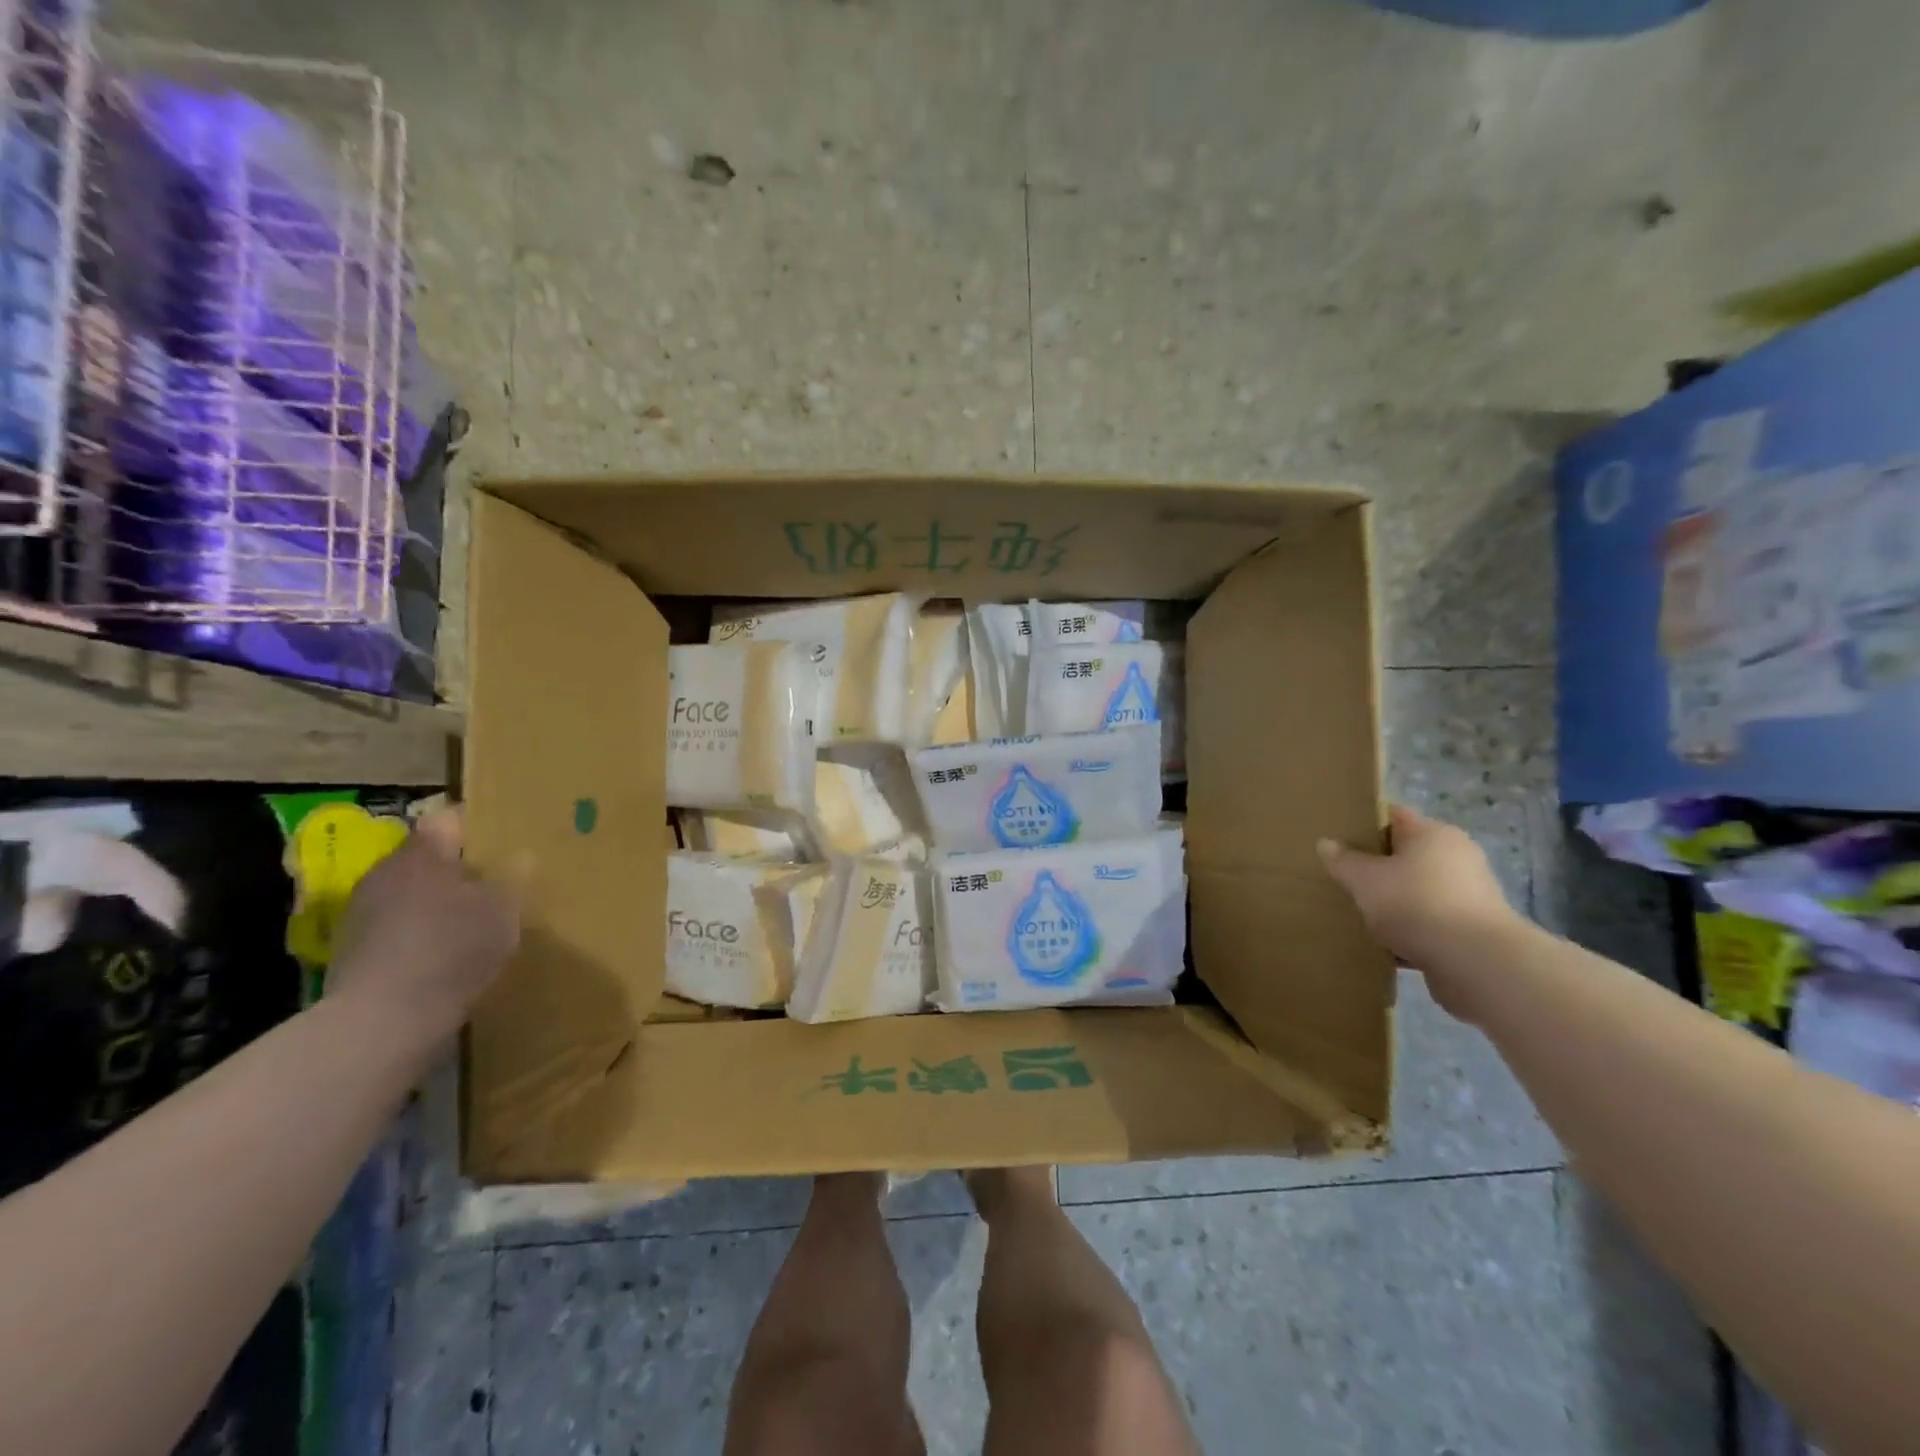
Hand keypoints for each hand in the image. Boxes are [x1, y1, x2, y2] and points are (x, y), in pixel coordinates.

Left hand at [327, 809, 519, 1045]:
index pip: (448, 820)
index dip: (477, 826)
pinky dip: (421, 934)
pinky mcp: (353, 952)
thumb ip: (513, 878)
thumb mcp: (504, 910)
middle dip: (459, 868)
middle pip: (426, 858)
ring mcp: (362, 914)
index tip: (504, 839)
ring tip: (473, 922)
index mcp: (422, 853)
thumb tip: (522, 856)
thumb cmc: (452, 950)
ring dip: (438, 903)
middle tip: (497, 883)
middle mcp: (385, 873)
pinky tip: (445, 956)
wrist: (382, 1021)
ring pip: (411, 893)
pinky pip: (398, 928)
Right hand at [1317, 805, 1523, 1003]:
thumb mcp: (1364, 879)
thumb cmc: (1416, 903)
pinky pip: (1429, 922)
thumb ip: (1342, 860)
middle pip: (1405, 855)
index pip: (1394, 816)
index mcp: (1434, 834)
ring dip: (1392, 901)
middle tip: (1342, 877)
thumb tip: (1326, 843)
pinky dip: (1409, 930)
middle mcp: (1457, 858)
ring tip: (1359, 914)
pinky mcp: (1472, 930)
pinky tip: (1384, 944)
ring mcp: (1469, 895)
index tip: (1337, 838)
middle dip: (1375, 867)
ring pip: (1416, 890)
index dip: (1364, 824)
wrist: (1476, 963)